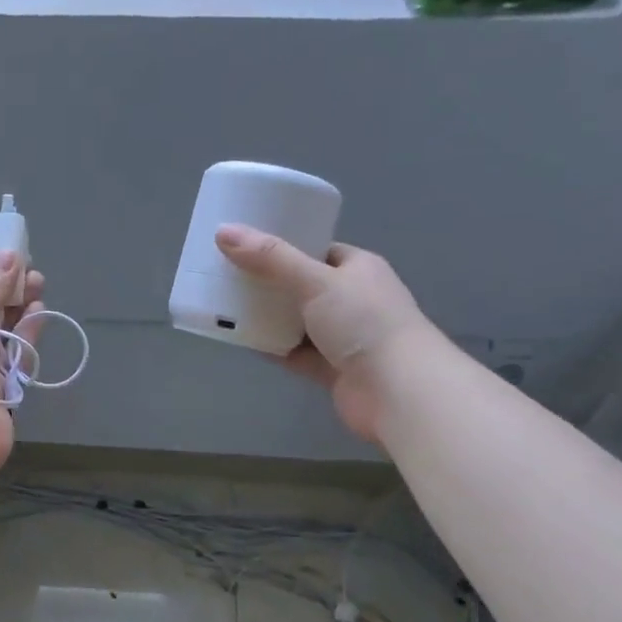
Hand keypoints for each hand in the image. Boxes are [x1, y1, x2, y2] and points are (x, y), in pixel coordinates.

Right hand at [215, 223, 437, 443]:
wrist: (397, 390)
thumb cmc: (363, 323)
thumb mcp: (315, 281)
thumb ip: (270, 259)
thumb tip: (223, 231)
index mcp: (358, 268)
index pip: (318, 250)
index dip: (285, 246)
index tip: (248, 245)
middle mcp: (353, 300)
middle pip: (303, 286)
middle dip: (269, 283)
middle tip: (228, 275)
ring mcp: (343, 337)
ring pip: (297, 321)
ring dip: (268, 317)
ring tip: (227, 305)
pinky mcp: (332, 369)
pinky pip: (294, 353)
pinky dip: (272, 347)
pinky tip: (242, 340)